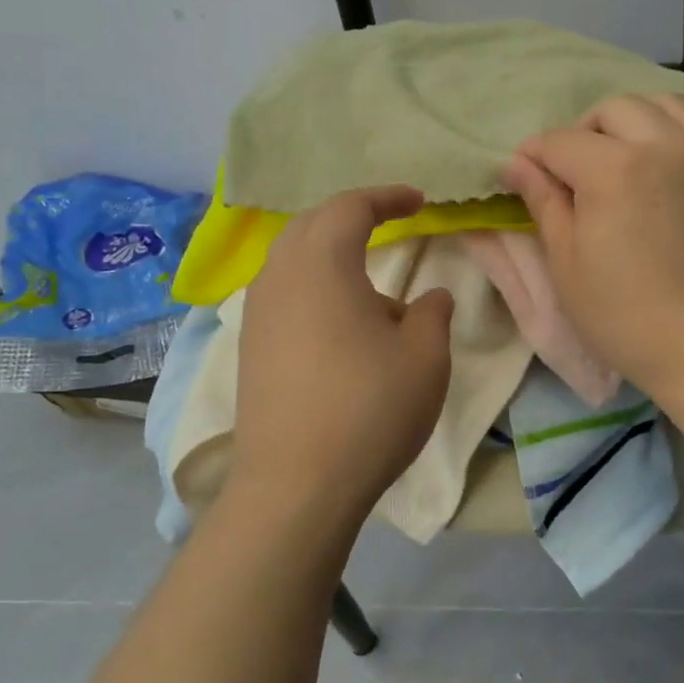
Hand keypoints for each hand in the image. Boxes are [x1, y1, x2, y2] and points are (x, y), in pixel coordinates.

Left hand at [228, 186, 454, 532]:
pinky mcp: (251, 347)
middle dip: (352, 215)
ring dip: (329, 250)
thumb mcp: (425, 357)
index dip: (387, 197)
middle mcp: (280, 277)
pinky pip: (282, 292)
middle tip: (388, 220)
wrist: (296, 485)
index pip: (351, 207)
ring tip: (365, 272)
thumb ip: (432, 313)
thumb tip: (429, 296)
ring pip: (291, 258)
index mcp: (322, 264)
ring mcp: (257, 313)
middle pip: (312, 224)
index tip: (419, 201)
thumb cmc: (370, 409)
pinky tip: (337, 318)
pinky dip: (312, 283)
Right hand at [502, 93, 683, 406]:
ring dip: (632, 122)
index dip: (533, 156)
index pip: (560, 141)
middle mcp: (664, 144)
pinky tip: (668, 171)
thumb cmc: (628, 318)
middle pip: (613, 109)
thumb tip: (518, 164)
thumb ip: (543, 204)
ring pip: (664, 105)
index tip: (522, 175)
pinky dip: (675, 136)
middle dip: (583, 132)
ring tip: (623, 159)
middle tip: (574, 172)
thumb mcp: (568, 266)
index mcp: (614, 169)